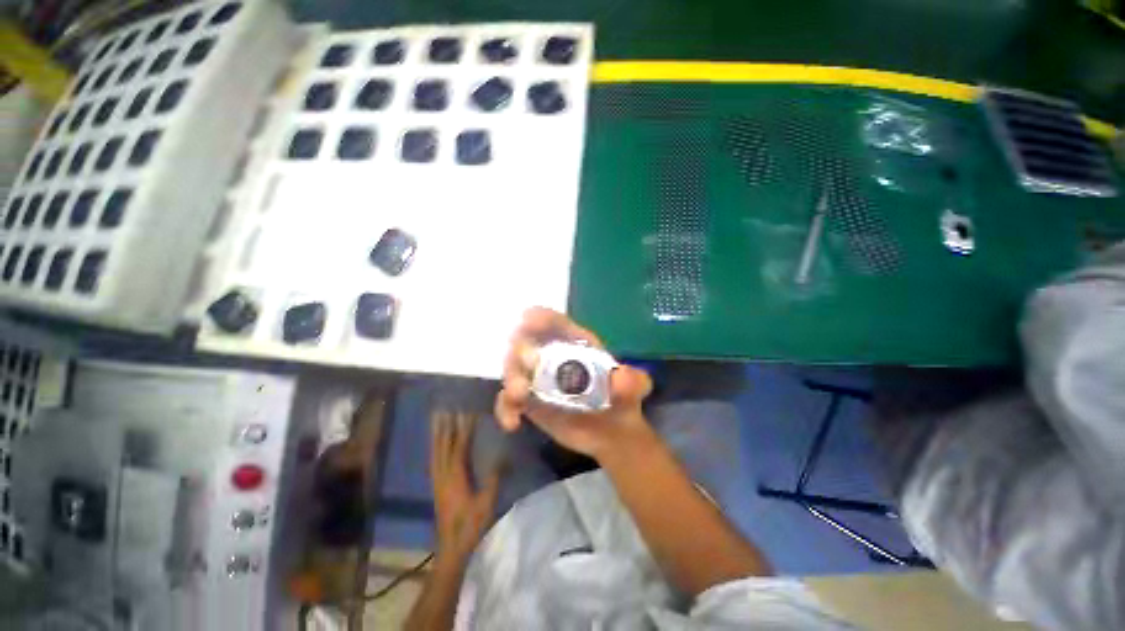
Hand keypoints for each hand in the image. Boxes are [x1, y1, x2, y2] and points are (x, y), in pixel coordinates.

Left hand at [430, 411, 500, 563]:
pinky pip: (434, 460)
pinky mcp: (436, 487)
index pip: (459, 446)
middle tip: (445, 407)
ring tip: (437, 419)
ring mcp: (437, 481)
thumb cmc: (471, 525)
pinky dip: (435, 447)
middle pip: (442, 445)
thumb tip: (504, 455)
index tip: (467, 411)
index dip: (463, 428)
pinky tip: (437, 444)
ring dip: (436, 434)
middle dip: (444, 425)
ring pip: (435, 451)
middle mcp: (443, 475)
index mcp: (455, 476)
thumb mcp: (487, 502)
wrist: (451, 549)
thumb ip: (494, 478)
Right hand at [494, 307, 653, 459]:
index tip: (527, 321)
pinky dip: (505, 408)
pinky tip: (513, 423)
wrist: (611, 434)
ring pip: (514, 369)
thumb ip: (633, 382)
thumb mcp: (633, 389)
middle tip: (525, 372)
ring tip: (519, 398)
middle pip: (526, 342)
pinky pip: (508, 400)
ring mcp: (537, 378)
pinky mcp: (529, 400)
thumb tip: (622, 376)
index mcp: (575, 344)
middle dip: (519, 353)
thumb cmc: (621, 402)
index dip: (540, 317)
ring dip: (511, 379)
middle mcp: (552, 356)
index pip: (554, 322)